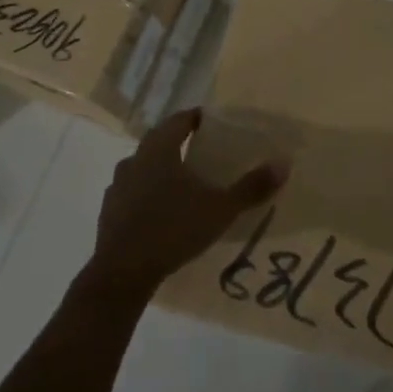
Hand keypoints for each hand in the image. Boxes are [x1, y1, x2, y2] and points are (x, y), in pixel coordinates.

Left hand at [86, 109, 286, 300]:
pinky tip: (160, 211)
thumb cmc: (173, 229)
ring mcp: (118, 185)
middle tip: (203, 153)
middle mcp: (135, 159)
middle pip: (159, 140)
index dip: (197, 119)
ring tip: (183, 183)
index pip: (179, 120)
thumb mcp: (220, 209)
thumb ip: (251, 187)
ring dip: (160, 169)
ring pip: (143, 166)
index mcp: (159, 149)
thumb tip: (283, 163)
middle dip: (179, 143)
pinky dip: (146, 194)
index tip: (213, 124)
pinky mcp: (108, 211)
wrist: (122, 272)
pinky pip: (132, 192)